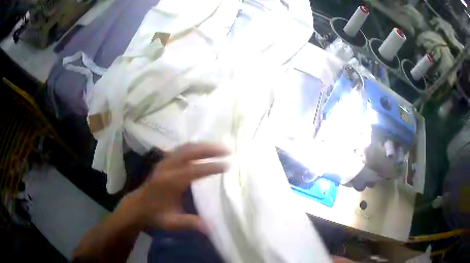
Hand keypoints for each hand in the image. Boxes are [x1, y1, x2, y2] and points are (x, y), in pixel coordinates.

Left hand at [123, 143, 229, 232]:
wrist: (136, 206)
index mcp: (169, 182)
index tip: (228, 165)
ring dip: (203, 146)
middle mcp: (167, 168)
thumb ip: (190, 223)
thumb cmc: (154, 215)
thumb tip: (210, 229)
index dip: (211, 167)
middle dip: (209, 149)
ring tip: (219, 148)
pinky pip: (181, 149)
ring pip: (185, 148)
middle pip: (190, 152)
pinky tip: (202, 150)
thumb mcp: (171, 222)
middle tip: (227, 149)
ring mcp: (164, 162)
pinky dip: (194, 147)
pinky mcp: (164, 162)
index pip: (194, 171)